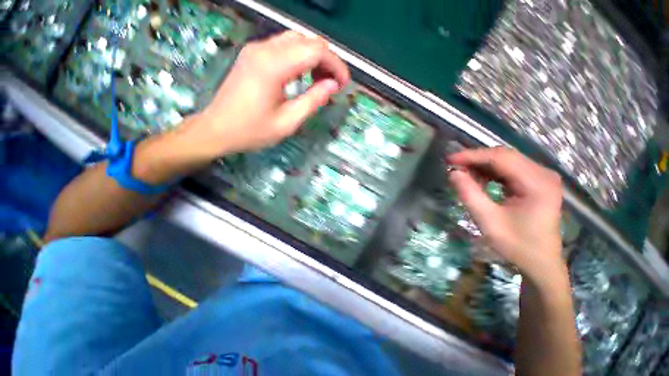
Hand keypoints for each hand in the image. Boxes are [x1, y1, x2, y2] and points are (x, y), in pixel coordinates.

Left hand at [133, 31, 349, 183]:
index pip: (315, 51)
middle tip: (333, 84)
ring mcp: (256, 49)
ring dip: (314, 57)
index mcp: (273, 66)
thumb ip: (313, 101)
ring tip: (320, 81)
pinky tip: (303, 76)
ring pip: (296, 40)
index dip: (335, 64)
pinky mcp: (253, 55)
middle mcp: (264, 49)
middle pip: (307, 40)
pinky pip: (283, 47)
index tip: (344, 83)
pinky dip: (300, 58)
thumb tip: (332, 85)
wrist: (217, 130)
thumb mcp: (288, 122)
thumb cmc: (253, 131)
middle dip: (327, 60)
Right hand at [446, 147, 563, 282]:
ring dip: (481, 165)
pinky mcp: (535, 183)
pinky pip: (509, 170)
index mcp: (537, 183)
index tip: (449, 160)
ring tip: (462, 174)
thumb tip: (453, 173)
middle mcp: (543, 174)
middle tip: (453, 166)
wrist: (540, 263)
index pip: (501, 158)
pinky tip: (477, 180)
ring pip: (505, 161)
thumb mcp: (488, 220)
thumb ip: (469, 194)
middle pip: (504, 156)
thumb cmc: (516, 245)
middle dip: (476, 159)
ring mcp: (541, 177)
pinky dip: (489, 172)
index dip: (472, 156)